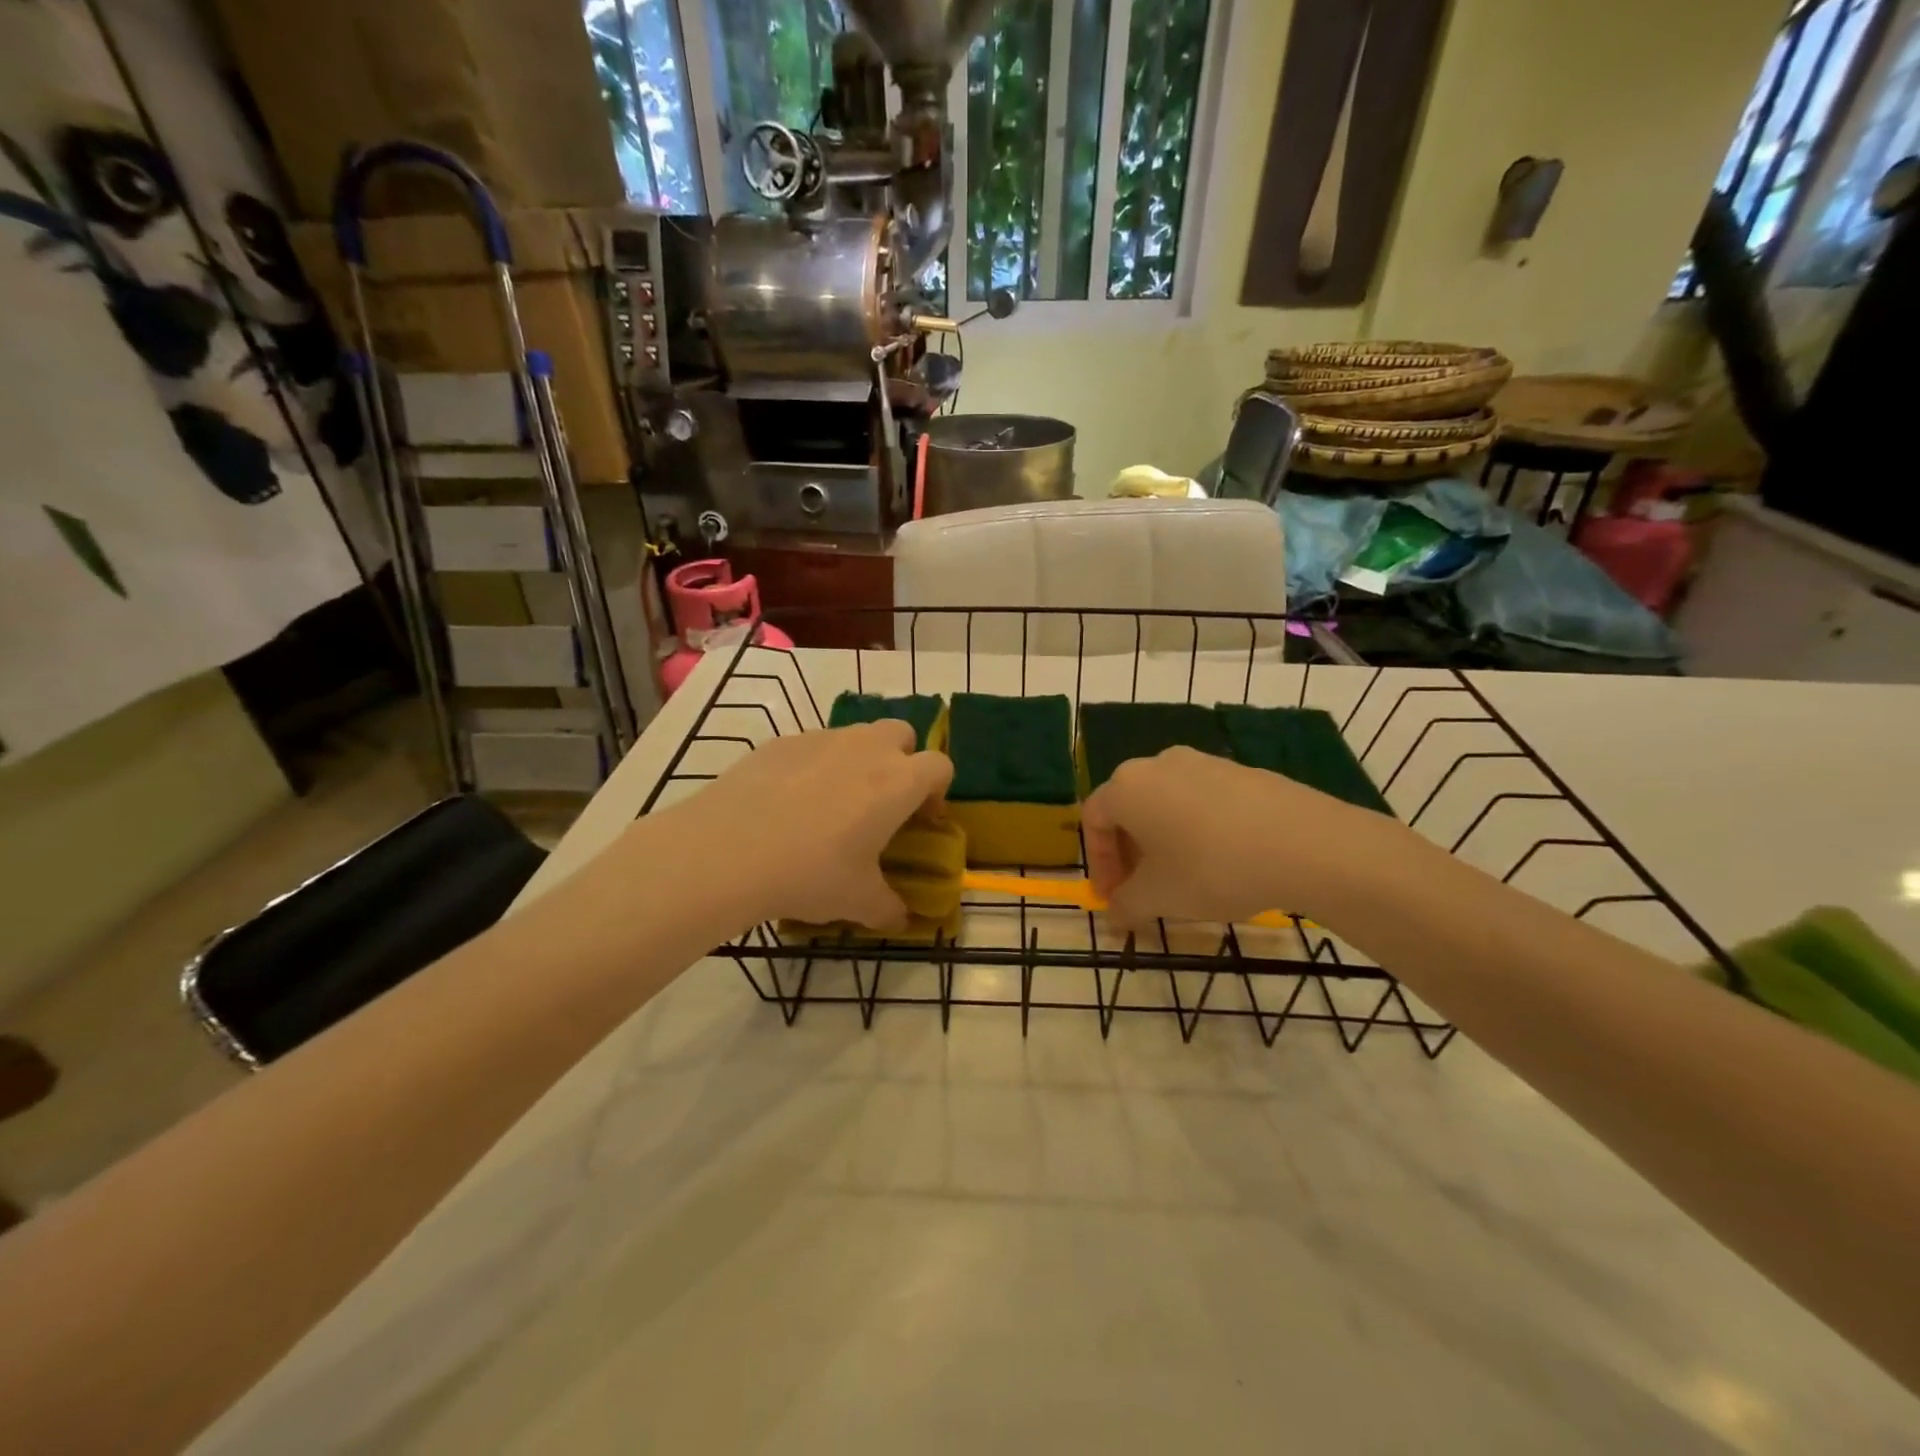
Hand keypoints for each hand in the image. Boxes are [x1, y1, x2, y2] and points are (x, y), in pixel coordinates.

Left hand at [677, 721, 952, 928]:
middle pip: (901, 733)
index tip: (921, 820)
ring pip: (855, 736)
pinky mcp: (780, 742)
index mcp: (898, 782)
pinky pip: (811, 746)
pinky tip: (787, 803)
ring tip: (831, 804)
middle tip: (882, 802)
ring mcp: (821, 739)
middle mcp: (866, 749)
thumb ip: (889, 908)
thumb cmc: (809, 873)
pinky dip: (813, 766)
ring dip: (857, 761)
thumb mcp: (857, 901)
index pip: (941, 765)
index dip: (937, 791)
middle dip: (901, 760)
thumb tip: (901, 918)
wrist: (726, 852)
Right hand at [1081, 747, 1386, 927]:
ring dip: (1163, 840)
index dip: (1098, 863)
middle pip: (1129, 808)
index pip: (1093, 820)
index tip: (1113, 898)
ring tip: (1183, 878)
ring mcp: (1203, 762)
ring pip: (1167, 803)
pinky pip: (1203, 800)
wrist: (1305, 845)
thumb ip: (1127, 904)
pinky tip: (1222, 861)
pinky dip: (1197, 829)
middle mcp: (1159, 764)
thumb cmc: (1212, 868)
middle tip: (1142, 890)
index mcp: (1128, 786)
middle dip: (1129, 852)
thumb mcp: (1159, 898)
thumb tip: (1117, 913)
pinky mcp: (1242, 771)